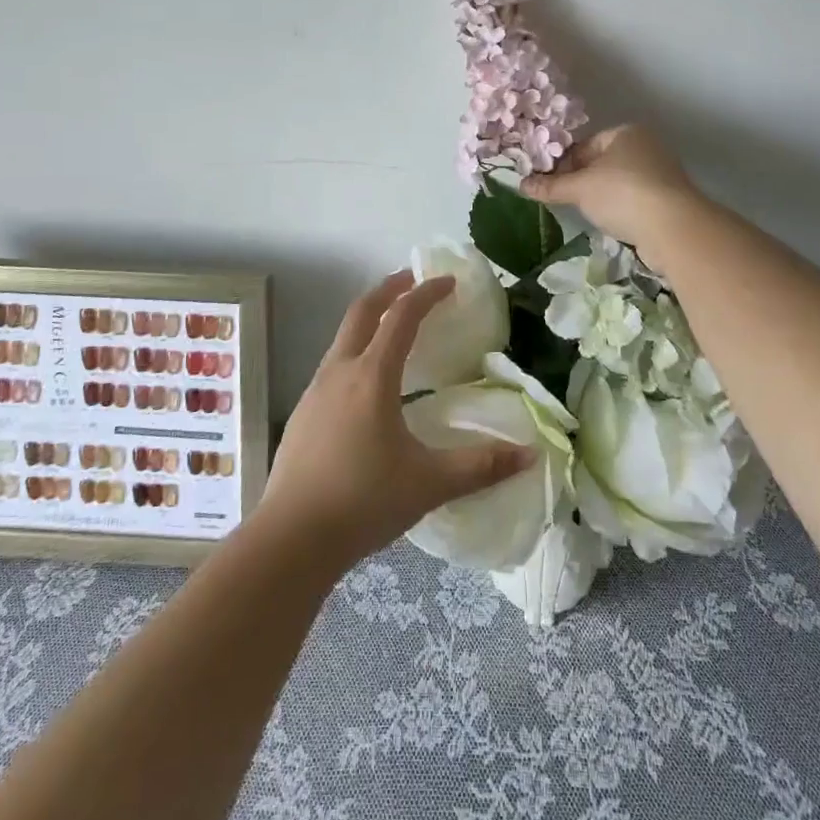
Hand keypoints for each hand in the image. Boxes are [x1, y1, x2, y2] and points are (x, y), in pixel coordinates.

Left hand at [256, 271, 534, 569]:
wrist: (291, 539)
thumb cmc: (363, 502)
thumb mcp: (428, 483)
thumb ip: (480, 466)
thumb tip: (529, 455)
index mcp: (371, 377)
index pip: (402, 317)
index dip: (426, 293)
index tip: (448, 281)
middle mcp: (339, 371)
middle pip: (363, 311)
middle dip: (390, 288)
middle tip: (414, 280)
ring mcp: (315, 390)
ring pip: (344, 336)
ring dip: (370, 319)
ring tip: (395, 328)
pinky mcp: (302, 412)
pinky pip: (334, 364)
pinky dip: (356, 350)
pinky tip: (368, 382)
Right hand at [519, 124, 700, 264]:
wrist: (673, 228)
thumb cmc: (622, 194)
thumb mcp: (579, 189)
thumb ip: (551, 186)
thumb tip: (521, 184)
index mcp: (625, 133)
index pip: (584, 145)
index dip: (562, 163)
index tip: (547, 183)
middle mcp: (645, 147)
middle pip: (601, 163)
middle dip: (580, 180)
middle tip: (561, 199)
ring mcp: (660, 173)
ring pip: (617, 182)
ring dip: (600, 196)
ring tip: (583, 213)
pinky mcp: (668, 200)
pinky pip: (634, 200)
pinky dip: (620, 209)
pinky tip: (610, 223)